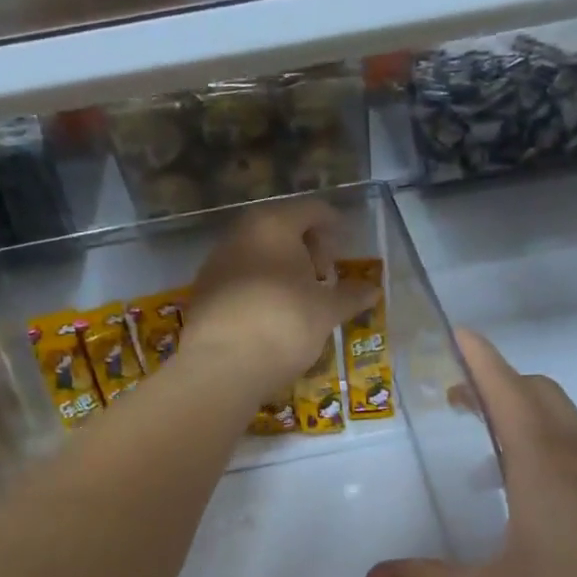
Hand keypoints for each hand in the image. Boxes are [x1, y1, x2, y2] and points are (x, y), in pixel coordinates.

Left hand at [180, 199, 378, 403]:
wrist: (222, 365)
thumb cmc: (284, 323)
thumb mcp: (326, 311)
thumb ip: (350, 296)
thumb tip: (373, 290)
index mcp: (274, 225)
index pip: (311, 210)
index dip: (332, 226)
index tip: (345, 248)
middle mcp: (240, 233)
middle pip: (281, 228)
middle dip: (306, 249)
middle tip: (323, 277)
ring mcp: (216, 262)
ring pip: (257, 253)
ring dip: (281, 269)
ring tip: (299, 299)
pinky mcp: (203, 291)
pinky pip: (240, 278)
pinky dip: (260, 287)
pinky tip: (271, 315)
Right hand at [363, 331, 576, 576]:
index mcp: (543, 462)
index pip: (506, 388)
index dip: (479, 357)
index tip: (457, 333)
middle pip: (539, 393)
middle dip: (499, 383)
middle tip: (459, 399)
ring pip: (565, 425)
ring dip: (525, 419)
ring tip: (490, 455)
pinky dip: (550, 454)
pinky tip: (538, 508)